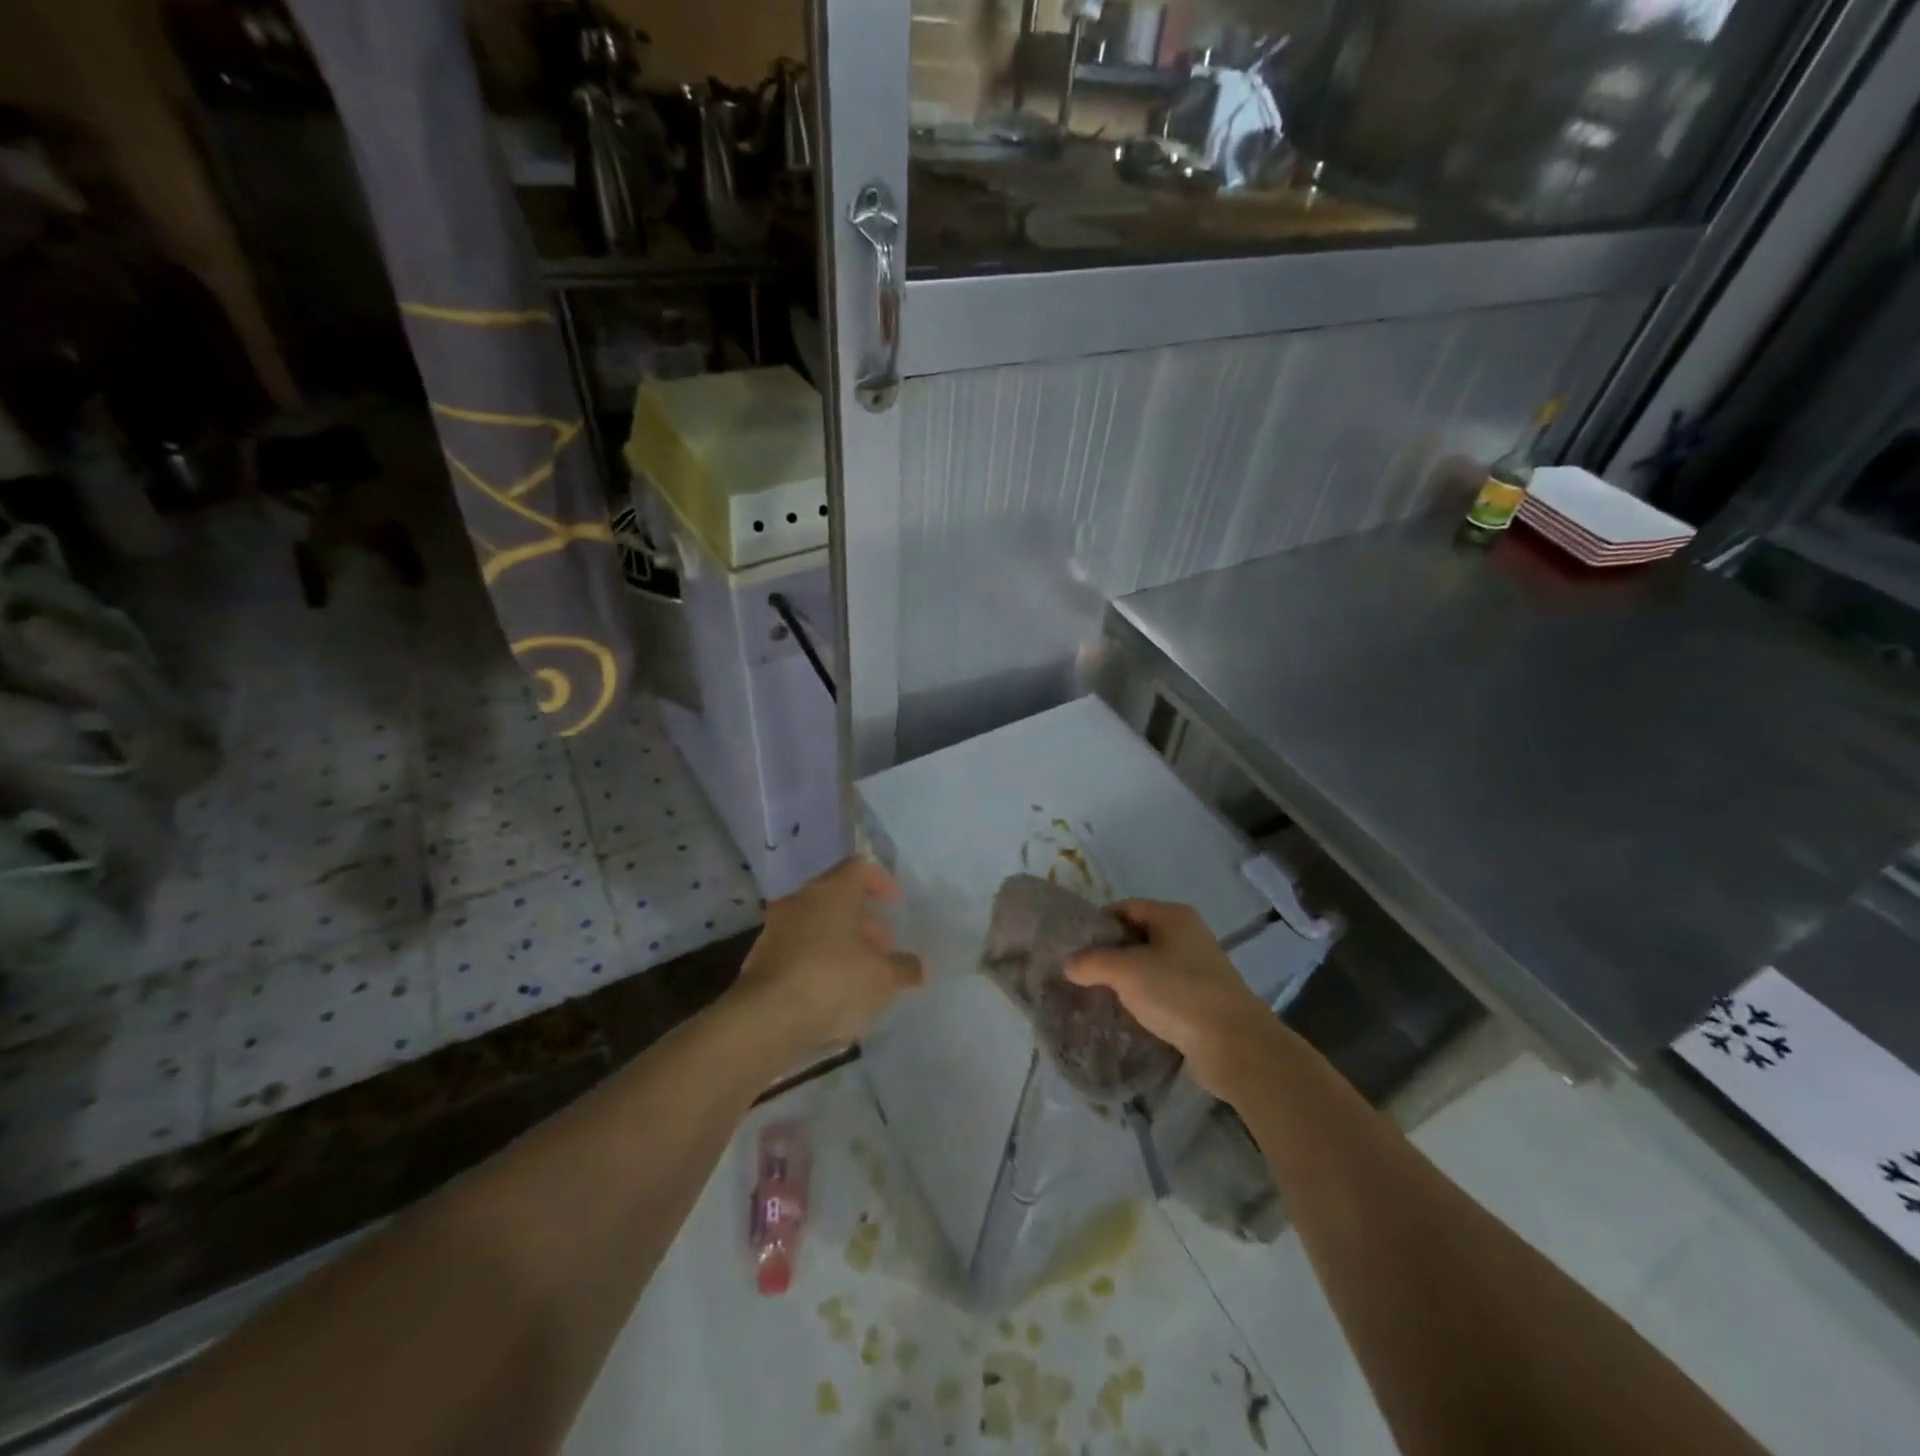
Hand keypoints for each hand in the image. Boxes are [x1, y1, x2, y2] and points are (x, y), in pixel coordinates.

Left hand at [731, 858, 923, 1054]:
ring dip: (838, 940)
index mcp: (832, 891)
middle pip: (836, 897)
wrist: (766, 1020)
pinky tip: (830, 991)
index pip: (859, 868)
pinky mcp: (759, 959)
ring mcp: (775, 929)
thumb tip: (918, 967)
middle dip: (862, 918)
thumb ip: (904, 968)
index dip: (881, 882)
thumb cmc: (834, 982)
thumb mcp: (883, 978)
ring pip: (815, 923)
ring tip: (860, 972)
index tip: (895, 904)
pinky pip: (797, 949)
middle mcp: (800, 900)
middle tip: (883, 945)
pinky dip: (816, 960)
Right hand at [1067, 899, 1272, 1097]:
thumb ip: (1092, 962)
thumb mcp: (1125, 971)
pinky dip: (1145, 999)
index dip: (1098, 923)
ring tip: (1100, 997)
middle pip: (1138, 936)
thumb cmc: (1177, 993)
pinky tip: (1128, 1016)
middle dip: (1110, 954)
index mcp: (1174, 916)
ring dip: (1127, 980)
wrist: (1234, 1045)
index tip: (1075, 947)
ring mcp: (1199, 968)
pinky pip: (1164, 991)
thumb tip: (1069, 964)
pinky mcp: (1203, 1000)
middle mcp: (1189, 935)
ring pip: (1151, 966)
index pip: (1125, 907)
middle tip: (1083, 974)